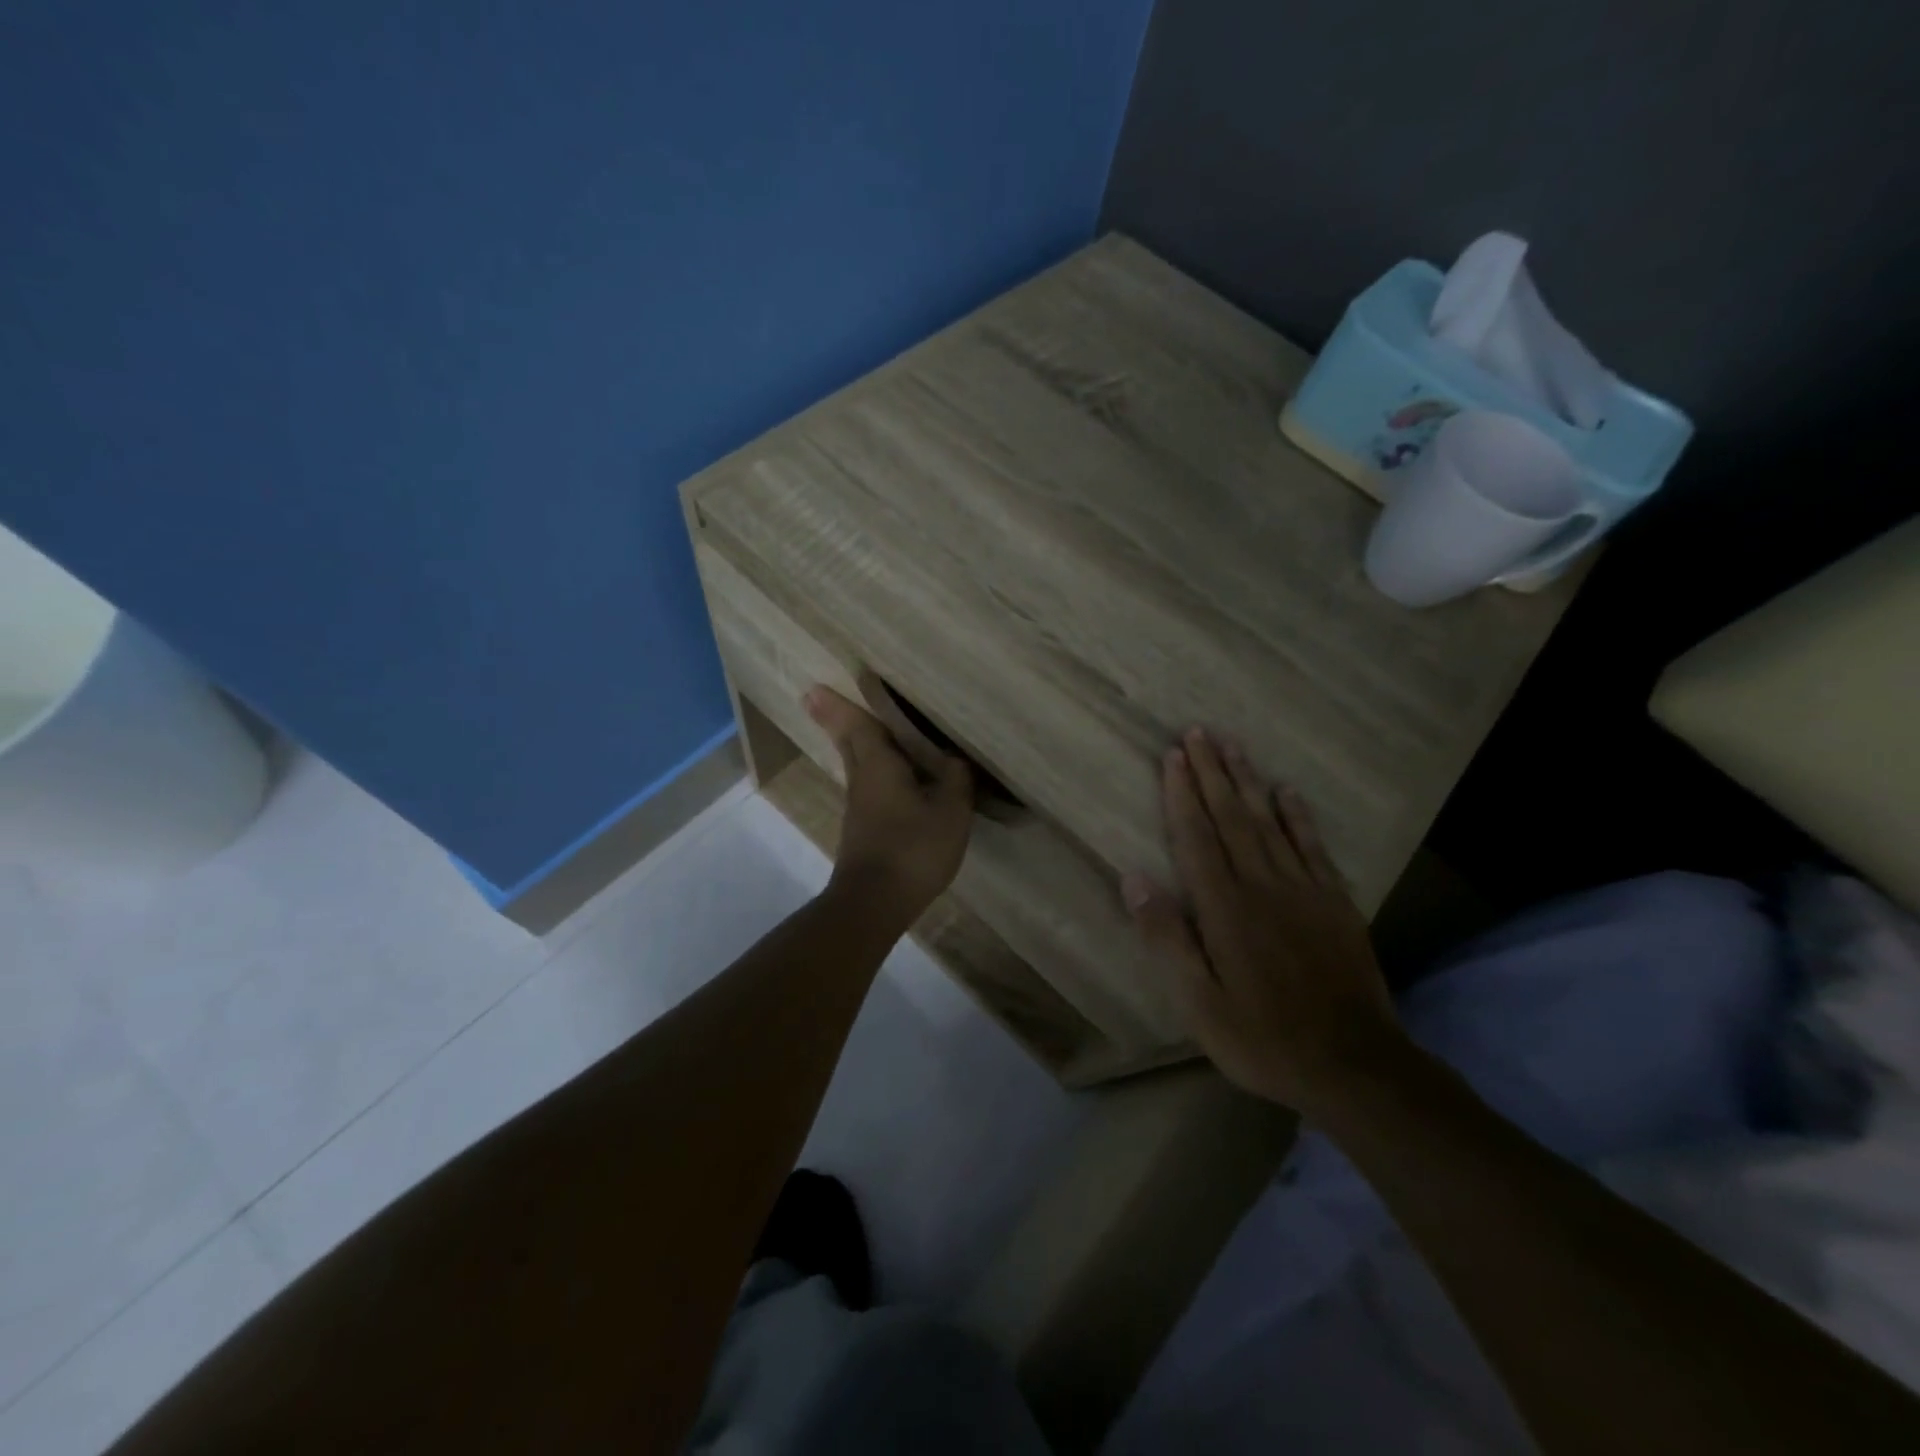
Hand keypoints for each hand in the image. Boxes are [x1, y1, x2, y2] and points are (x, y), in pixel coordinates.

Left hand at [805, 686, 972, 923]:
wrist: (875, 902)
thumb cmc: (913, 848)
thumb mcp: (950, 811)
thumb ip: (956, 779)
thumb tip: (955, 758)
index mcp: (879, 765)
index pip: (859, 725)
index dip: (841, 705)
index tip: (815, 688)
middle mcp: (862, 780)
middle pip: (848, 743)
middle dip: (835, 720)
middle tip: (817, 698)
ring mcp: (859, 808)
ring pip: (857, 765)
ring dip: (854, 744)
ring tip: (863, 730)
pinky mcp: (863, 830)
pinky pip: (869, 787)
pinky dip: (874, 772)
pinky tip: (891, 779)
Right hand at [1123, 728, 1403, 1114]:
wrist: (1355, 1066)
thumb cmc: (1263, 1038)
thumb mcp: (1200, 1003)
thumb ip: (1167, 938)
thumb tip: (1134, 879)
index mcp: (1225, 908)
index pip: (1197, 837)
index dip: (1182, 794)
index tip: (1173, 756)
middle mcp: (1263, 885)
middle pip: (1232, 817)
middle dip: (1212, 772)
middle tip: (1198, 733)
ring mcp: (1304, 890)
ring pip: (1270, 822)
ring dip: (1248, 781)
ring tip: (1233, 746)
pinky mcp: (1335, 902)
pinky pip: (1313, 846)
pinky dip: (1298, 815)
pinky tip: (1287, 791)